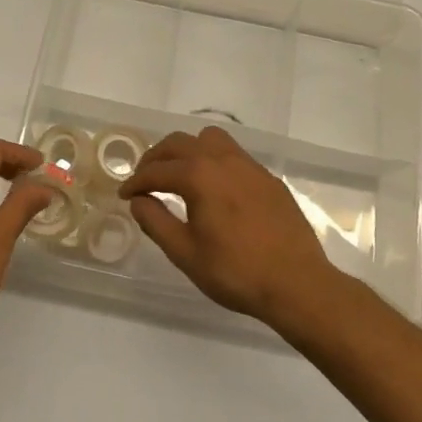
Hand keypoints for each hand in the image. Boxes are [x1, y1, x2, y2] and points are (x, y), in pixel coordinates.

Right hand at [118, 126, 340, 327]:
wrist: (297, 283)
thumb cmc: (236, 272)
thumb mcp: (185, 253)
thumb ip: (156, 222)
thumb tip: (138, 201)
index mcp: (199, 175)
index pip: (157, 171)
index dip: (136, 182)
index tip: (124, 195)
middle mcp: (223, 159)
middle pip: (180, 143)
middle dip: (157, 158)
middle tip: (144, 180)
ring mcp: (249, 165)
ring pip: (209, 139)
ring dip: (187, 150)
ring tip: (178, 174)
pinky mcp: (268, 178)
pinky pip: (233, 154)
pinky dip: (213, 160)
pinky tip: (214, 187)